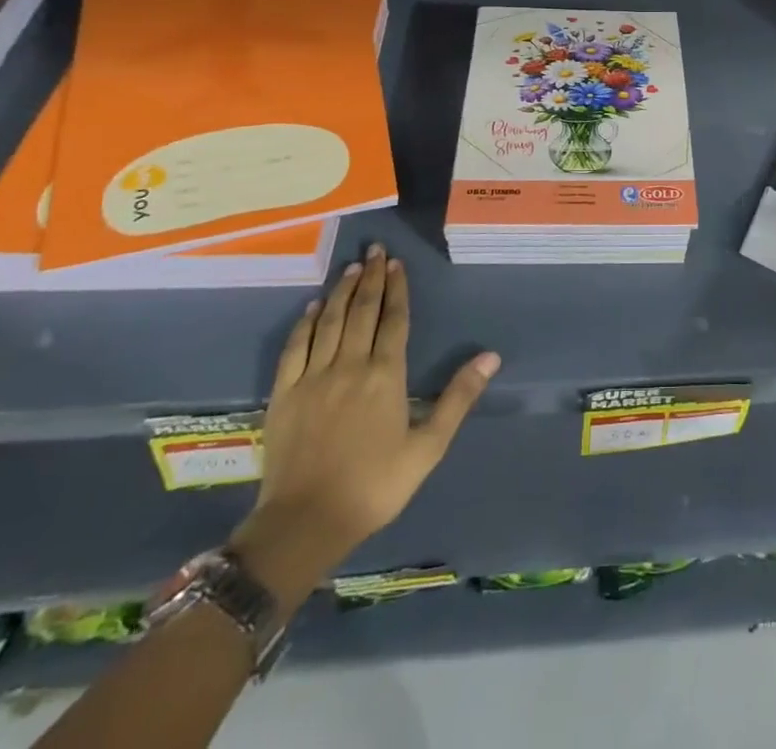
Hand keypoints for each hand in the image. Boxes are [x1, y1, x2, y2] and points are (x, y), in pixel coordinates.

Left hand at [228, 243, 499, 607]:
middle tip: (374, 250)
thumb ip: (458, 398)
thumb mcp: (428, 448)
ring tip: (351, 268)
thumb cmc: (375, 486)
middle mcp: (349, 366)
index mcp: (385, 375)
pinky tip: (312, 308)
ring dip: (341, 291)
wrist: (305, 524)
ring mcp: (313, 377)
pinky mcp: (284, 394)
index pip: (393, 320)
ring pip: (329, 322)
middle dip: (370, 278)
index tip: (397, 263)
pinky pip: (295, 348)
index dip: (397, 289)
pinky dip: (304, 324)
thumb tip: (491, 356)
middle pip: (362, 311)